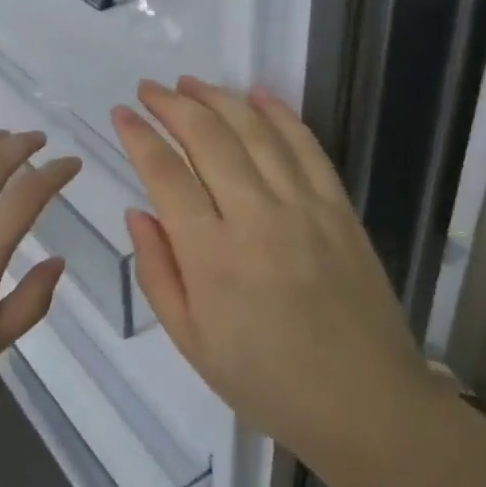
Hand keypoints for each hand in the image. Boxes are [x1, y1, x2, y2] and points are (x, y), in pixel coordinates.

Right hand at [110, 78, 440, 471]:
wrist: (364, 404)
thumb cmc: (265, 382)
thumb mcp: (191, 341)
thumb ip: (157, 272)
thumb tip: (138, 211)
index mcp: (211, 256)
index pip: (165, 174)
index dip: (139, 136)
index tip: (121, 114)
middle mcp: (255, 218)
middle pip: (208, 138)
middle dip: (172, 105)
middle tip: (149, 88)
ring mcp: (303, 207)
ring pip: (255, 131)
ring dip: (219, 98)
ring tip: (191, 82)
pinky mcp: (339, 208)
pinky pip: (307, 147)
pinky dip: (280, 114)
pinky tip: (258, 94)